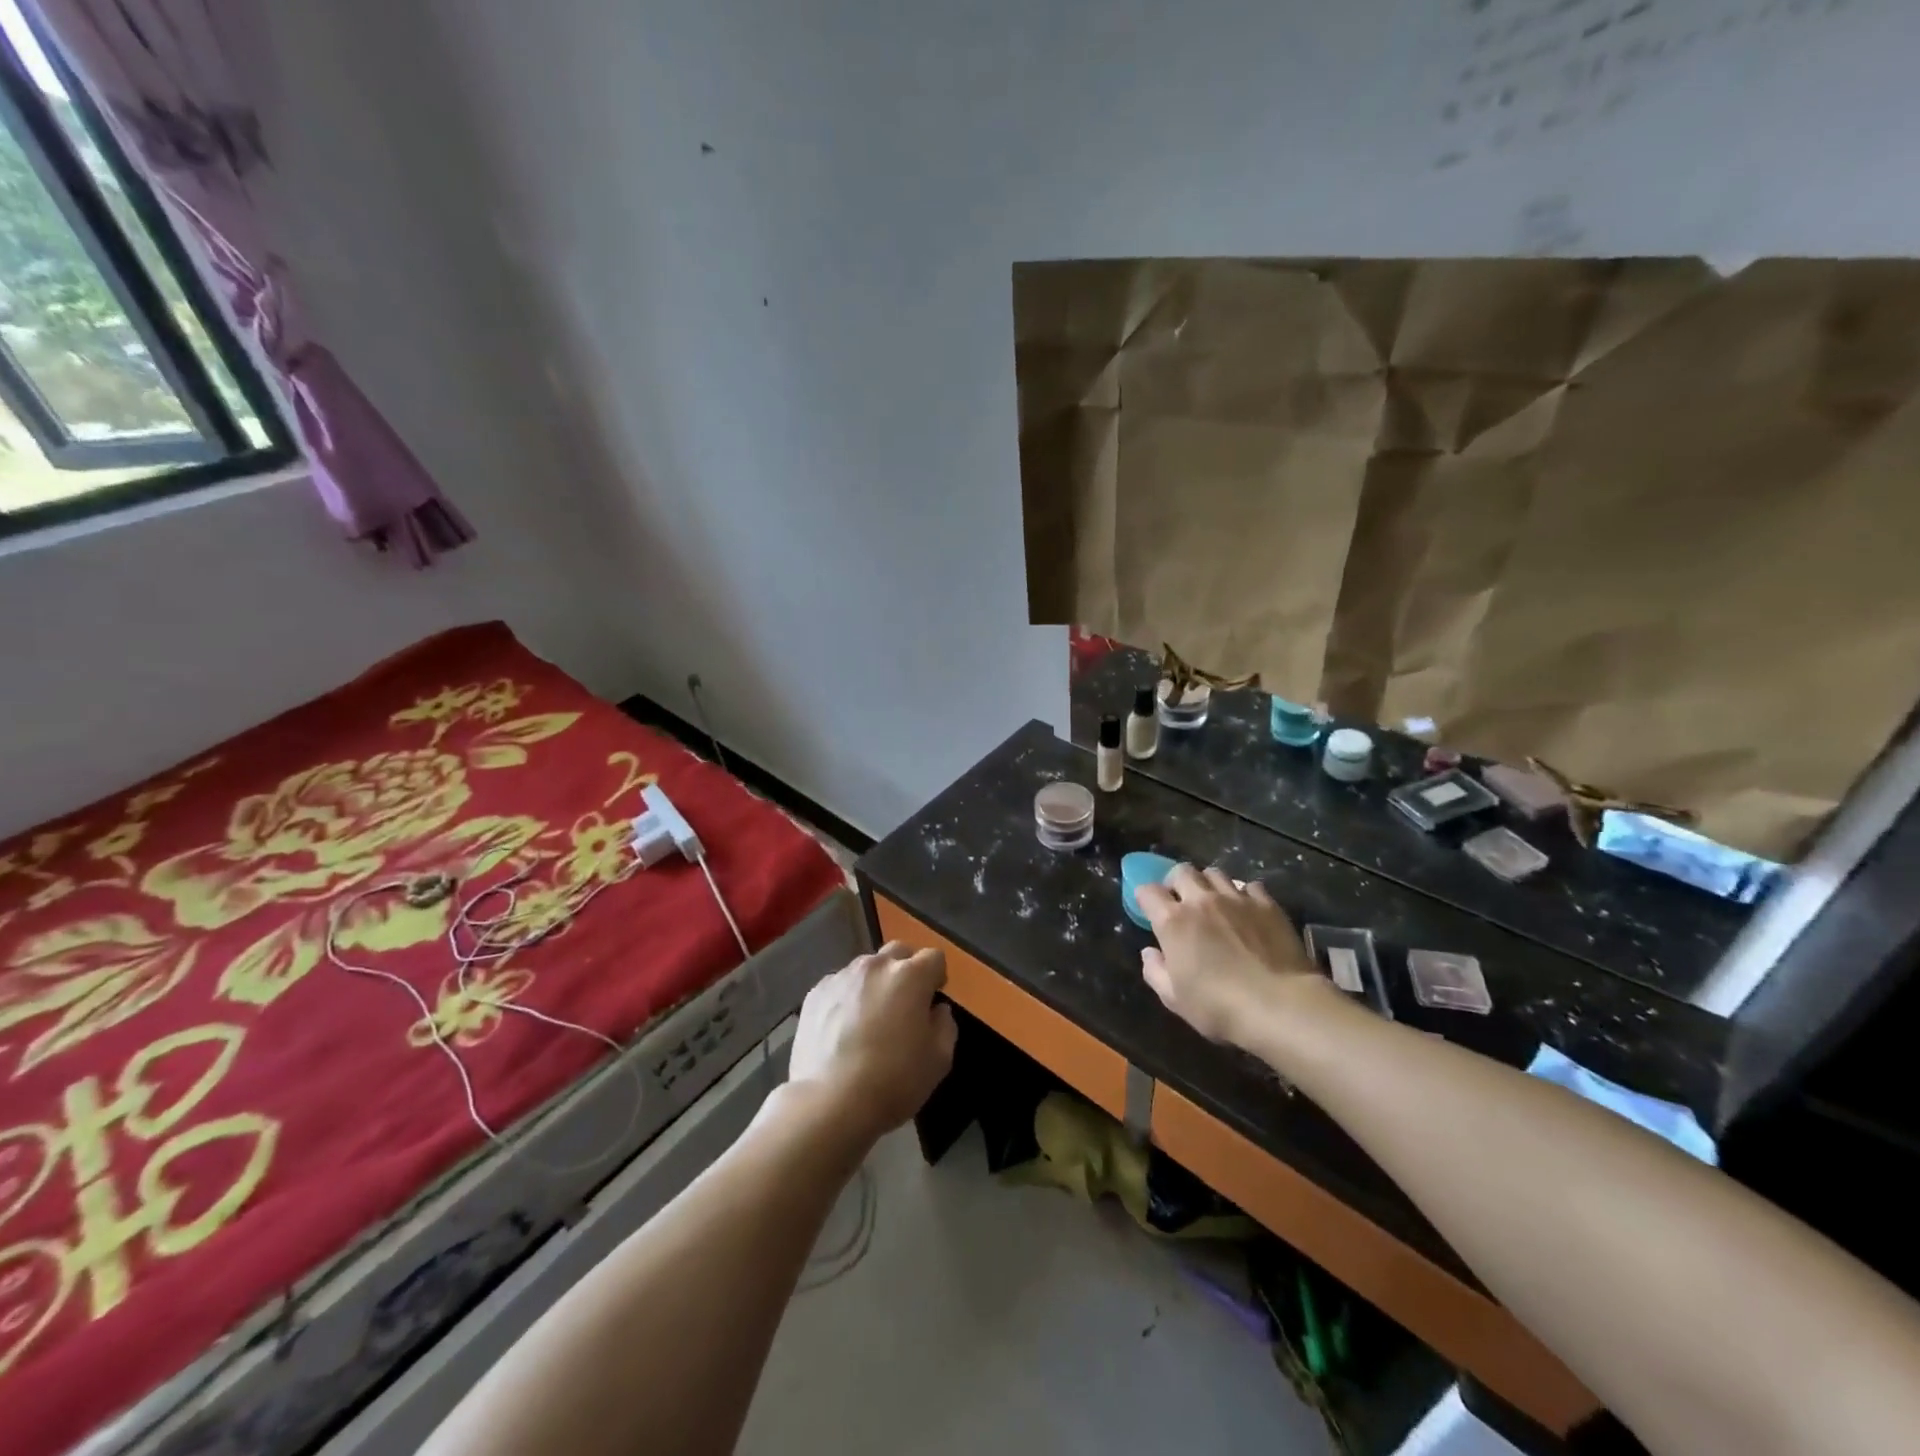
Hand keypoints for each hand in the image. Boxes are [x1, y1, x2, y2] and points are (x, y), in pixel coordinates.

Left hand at [788, 942, 957, 1143]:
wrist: (829, 1102)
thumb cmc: (893, 1081)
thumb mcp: (939, 1060)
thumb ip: (945, 1025)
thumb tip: (936, 1010)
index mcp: (910, 976)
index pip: (933, 957)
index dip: (936, 977)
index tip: (932, 1000)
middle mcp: (876, 966)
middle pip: (898, 952)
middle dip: (906, 970)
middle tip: (903, 1005)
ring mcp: (842, 977)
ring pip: (867, 968)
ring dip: (875, 984)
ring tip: (869, 1019)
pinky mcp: (815, 993)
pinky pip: (840, 985)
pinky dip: (847, 998)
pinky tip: (843, 1030)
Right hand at [1136, 865, 1320, 1046]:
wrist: (1280, 1005)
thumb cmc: (1218, 1006)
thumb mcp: (1174, 999)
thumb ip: (1155, 971)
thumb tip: (1150, 952)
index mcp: (1172, 921)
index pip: (1148, 891)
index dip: (1145, 898)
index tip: (1149, 910)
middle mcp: (1201, 900)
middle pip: (1181, 871)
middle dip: (1176, 882)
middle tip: (1180, 901)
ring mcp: (1236, 898)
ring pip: (1215, 873)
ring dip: (1208, 884)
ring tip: (1214, 902)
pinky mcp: (1267, 904)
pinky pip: (1250, 886)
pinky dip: (1243, 894)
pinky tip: (1247, 910)